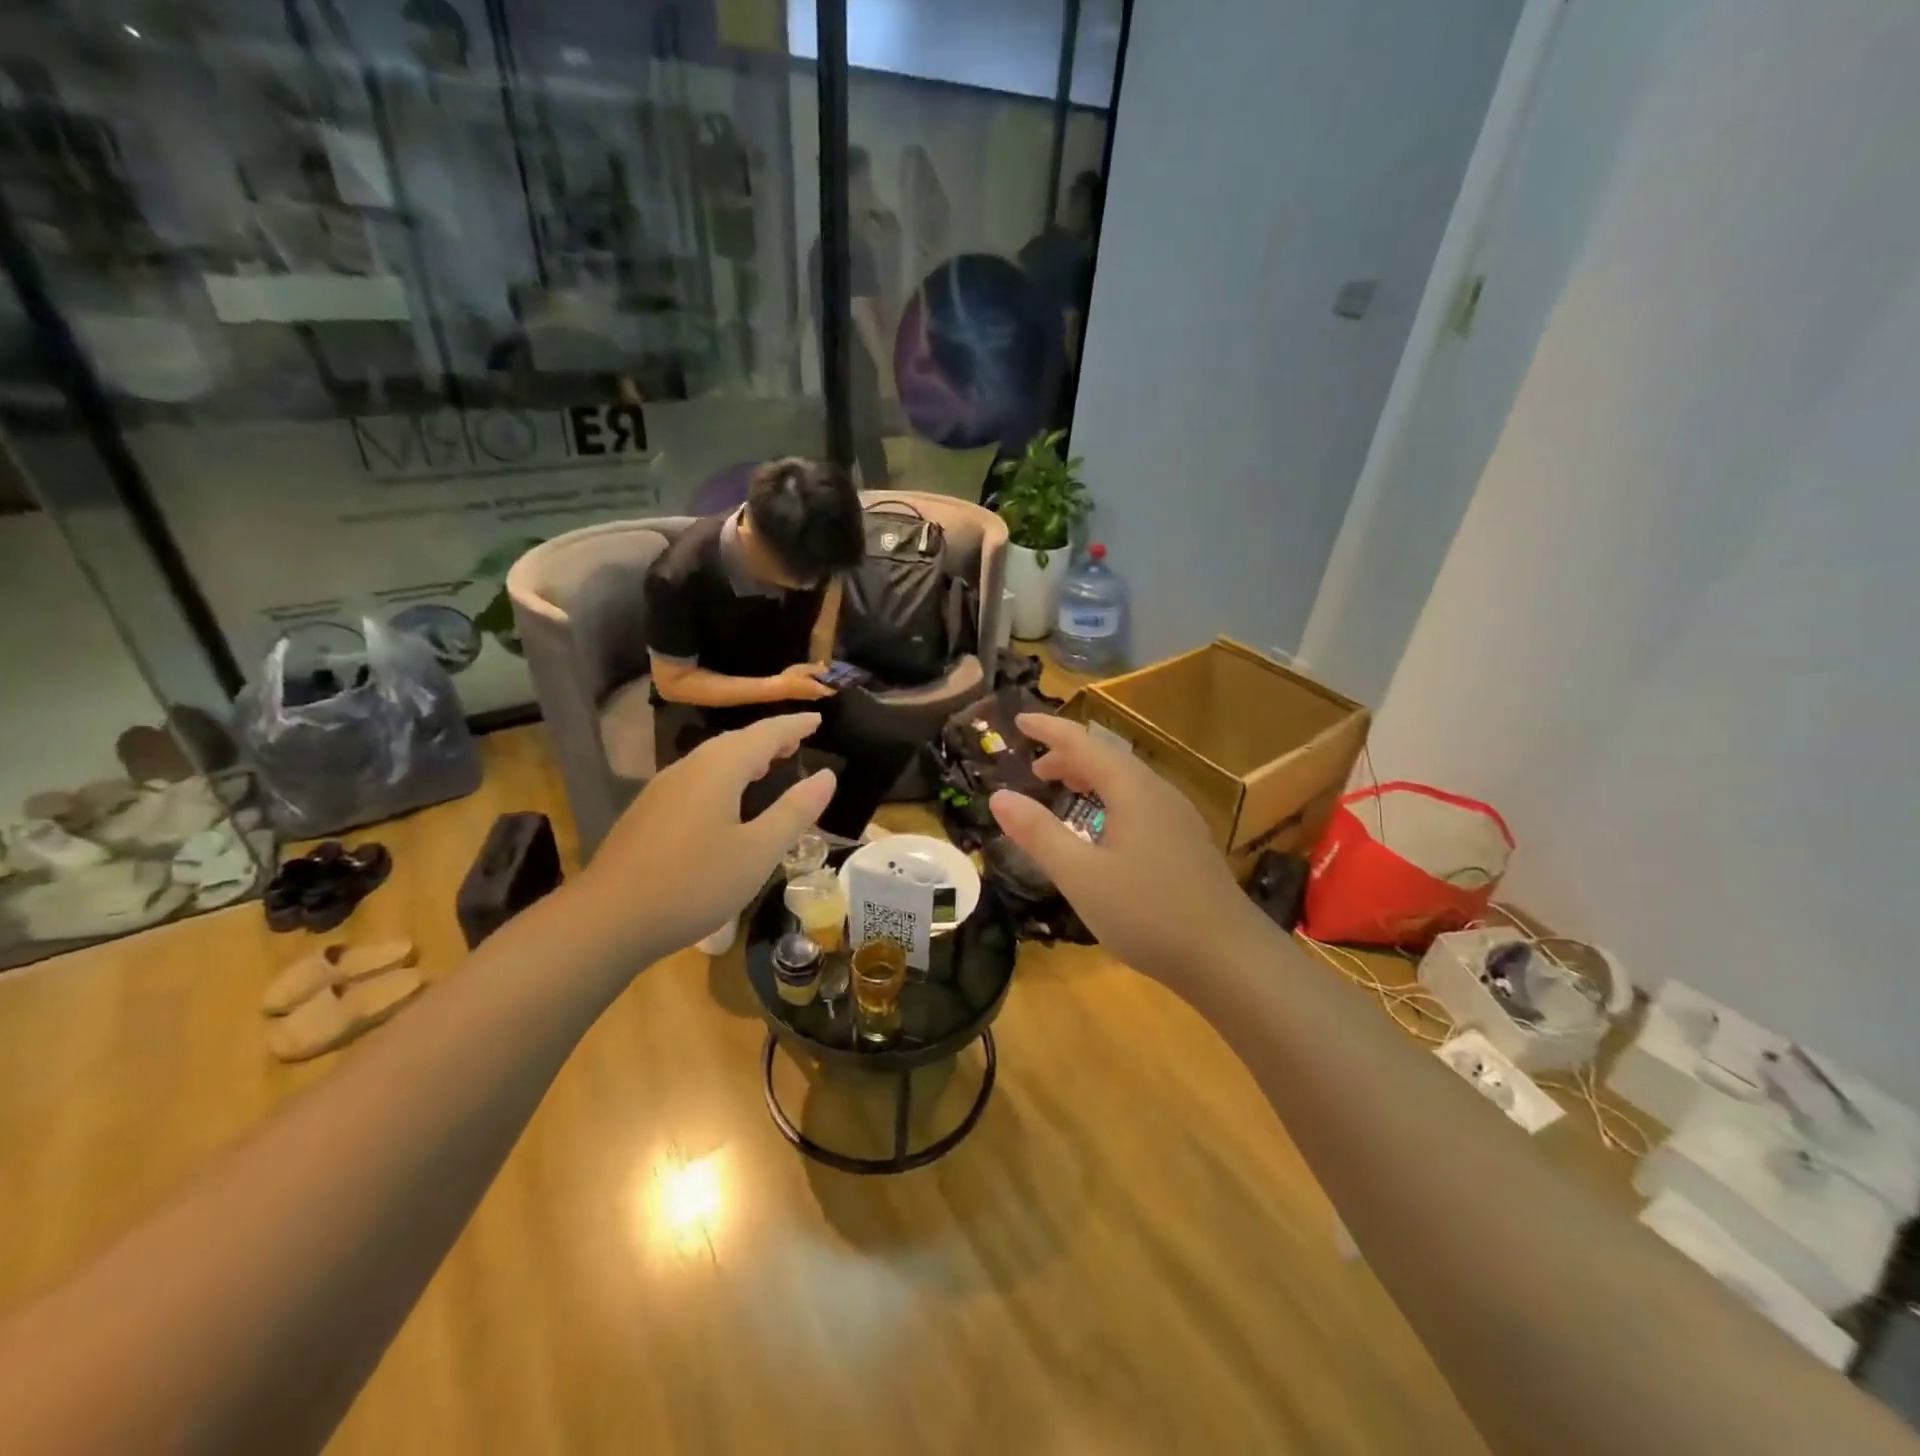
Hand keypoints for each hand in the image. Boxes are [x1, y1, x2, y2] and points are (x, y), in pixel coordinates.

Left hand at [583, 714, 835, 955]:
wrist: (608, 919)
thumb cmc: (694, 883)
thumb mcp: (759, 851)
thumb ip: (795, 811)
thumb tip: (826, 775)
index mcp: (719, 769)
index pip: (765, 734)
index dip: (794, 725)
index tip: (817, 719)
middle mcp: (688, 768)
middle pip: (735, 742)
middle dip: (769, 738)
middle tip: (797, 742)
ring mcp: (662, 789)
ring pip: (712, 760)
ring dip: (745, 757)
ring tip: (768, 766)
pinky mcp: (648, 813)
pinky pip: (696, 779)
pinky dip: (723, 777)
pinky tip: (726, 801)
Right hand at [771, 662, 836, 701]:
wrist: (776, 688)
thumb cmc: (792, 678)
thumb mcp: (805, 669)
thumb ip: (818, 669)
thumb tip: (827, 668)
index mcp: (819, 689)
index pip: (833, 690)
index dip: (838, 684)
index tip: (840, 676)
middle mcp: (816, 695)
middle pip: (827, 691)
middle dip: (830, 683)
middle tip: (832, 673)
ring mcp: (809, 697)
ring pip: (820, 691)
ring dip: (822, 684)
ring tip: (823, 674)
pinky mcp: (802, 696)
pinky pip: (814, 691)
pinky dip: (816, 685)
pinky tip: (812, 678)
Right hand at [988, 715, 1270, 986]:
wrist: (1230, 957)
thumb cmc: (1148, 912)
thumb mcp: (1081, 876)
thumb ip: (1038, 833)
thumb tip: (998, 796)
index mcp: (1132, 789)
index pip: (1083, 743)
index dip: (1049, 729)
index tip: (1019, 719)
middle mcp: (1158, 792)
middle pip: (1108, 758)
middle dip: (1068, 756)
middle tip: (1034, 769)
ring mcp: (1178, 818)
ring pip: (1127, 781)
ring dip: (1090, 777)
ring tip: (1063, 789)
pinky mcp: (1187, 843)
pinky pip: (1140, 802)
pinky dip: (1110, 799)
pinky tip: (1104, 829)